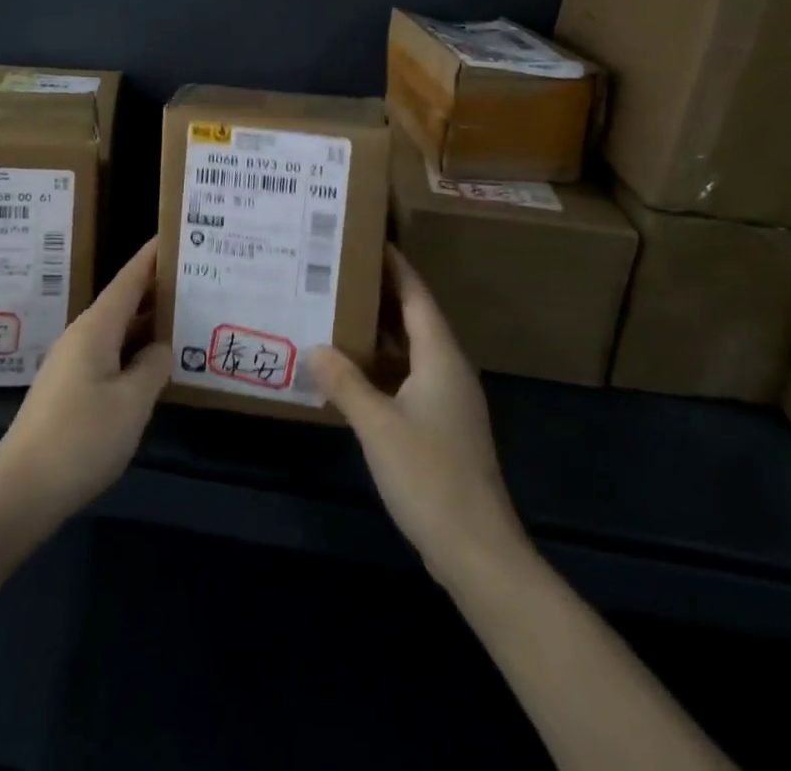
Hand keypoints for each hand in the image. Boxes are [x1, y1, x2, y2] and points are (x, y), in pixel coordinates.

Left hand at [0, 238, 170, 526]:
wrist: (22, 489)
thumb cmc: (81, 438)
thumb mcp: (131, 402)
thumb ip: (152, 367)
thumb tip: (160, 347)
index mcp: (96, 328)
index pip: (129, 280)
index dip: (152, 257)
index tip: (175, 235)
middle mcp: (82, 336)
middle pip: (124, 302)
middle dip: (157, 290)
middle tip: (196, 281)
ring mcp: (73, 362)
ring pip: (117, 331)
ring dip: (147, 323)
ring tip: (184, 317)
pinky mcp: (70, 388)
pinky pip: (109, 354)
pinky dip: (134, 350)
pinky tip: (153, 364)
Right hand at [309, 246, 530, 589]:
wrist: (476, 550)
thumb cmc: (429, 475)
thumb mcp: (377, 424)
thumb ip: (345, 381)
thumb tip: (314, 346)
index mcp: (440, 357)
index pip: (417, 295)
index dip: (395, 266)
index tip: (369, 239)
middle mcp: (449, 370)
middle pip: (414, 318)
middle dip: (380, 294)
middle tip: (339, 272)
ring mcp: (448, 401)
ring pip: (410, 350)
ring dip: (378, 331)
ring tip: (338, 312)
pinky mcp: (442, 427)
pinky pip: (408, 377)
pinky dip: (381, 365)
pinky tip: (352, 371)